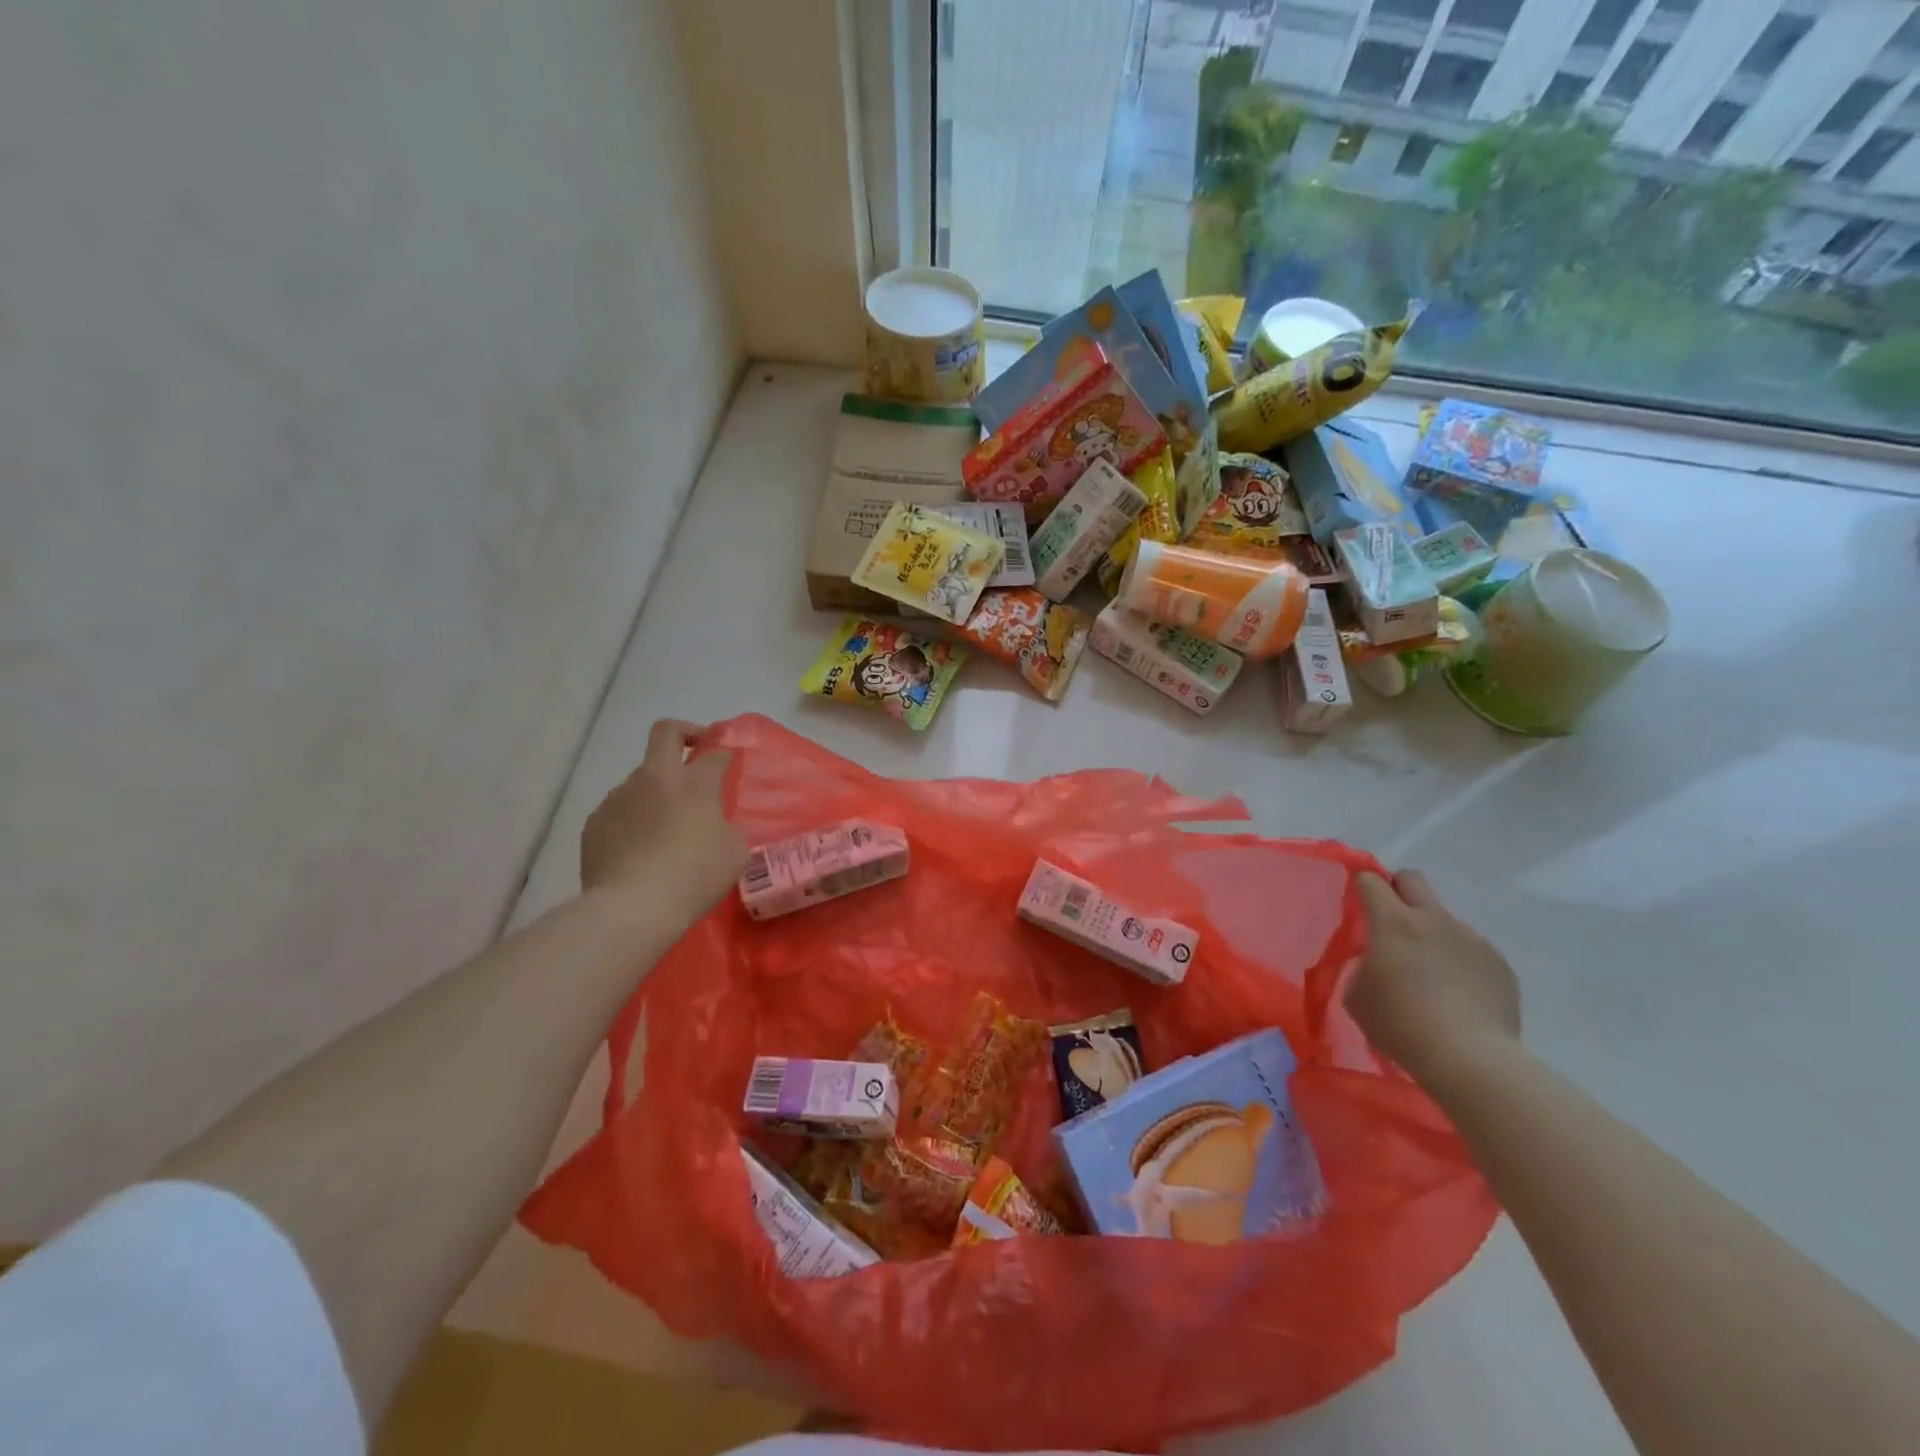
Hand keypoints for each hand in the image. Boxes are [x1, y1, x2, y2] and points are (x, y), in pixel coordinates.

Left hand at [580, 720, 747, 916]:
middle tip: (694, 751)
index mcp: (694, 782)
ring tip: (663, 830)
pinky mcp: (594, 823)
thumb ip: (728, 827)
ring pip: (640, 780)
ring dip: (655, 793)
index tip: (728, 764)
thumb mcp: (734, 852)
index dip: (724, 754)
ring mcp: (618, 797)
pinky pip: (619, 812)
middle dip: (684, 733)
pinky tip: (638, 852)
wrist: (632, 907)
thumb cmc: (694, 876)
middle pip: (666, 733)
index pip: (714, 753)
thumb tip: (716, 823)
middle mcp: (653, 778)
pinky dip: (631, 822)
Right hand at [1346, 870, 1520, 1093]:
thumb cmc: (1401, 1025)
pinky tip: (1459, 997)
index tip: (1357, 905)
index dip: (1360, 887)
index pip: (1370, 881)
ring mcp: (1471, 938)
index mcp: (1392, 922)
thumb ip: (1362, 965)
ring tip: (1432, 977)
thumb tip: (1377, 959)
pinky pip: (1471, 949)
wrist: (1471, 1060)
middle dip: (1397, 890)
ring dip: (1432, 935)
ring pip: (1444, 919)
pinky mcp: (1500, 963)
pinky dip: (1460, 962)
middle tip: (1391, 923)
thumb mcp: (1357, 995)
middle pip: (1412, 879)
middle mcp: (1433, 919)